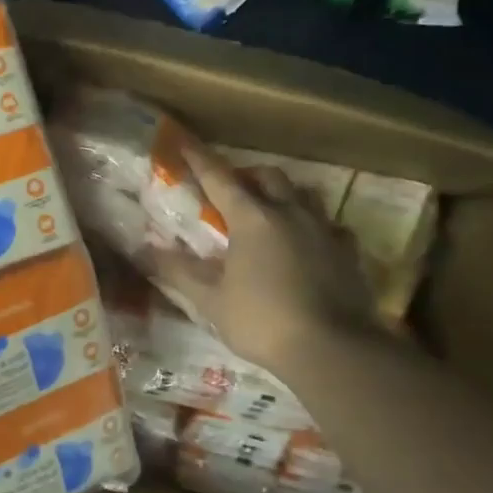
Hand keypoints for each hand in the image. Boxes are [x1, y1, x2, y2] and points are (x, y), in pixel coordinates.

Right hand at [153, 143, 374, 377]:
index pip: (219, 178)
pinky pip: (331, 227)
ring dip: (284, 195)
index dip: (199, 160)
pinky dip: (315, 228)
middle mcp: (290, 213)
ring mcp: (324, 230)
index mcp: (252, 219)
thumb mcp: (211, 300)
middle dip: (247, 175)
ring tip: (272, 211)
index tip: (185, 144)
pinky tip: (311, 244)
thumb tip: (144, 251)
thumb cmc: (262, 321)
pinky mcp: (348, 253)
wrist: (332, 349)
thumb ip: (178, 272)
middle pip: (268, 176)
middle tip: (233, 189)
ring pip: (304, 195)